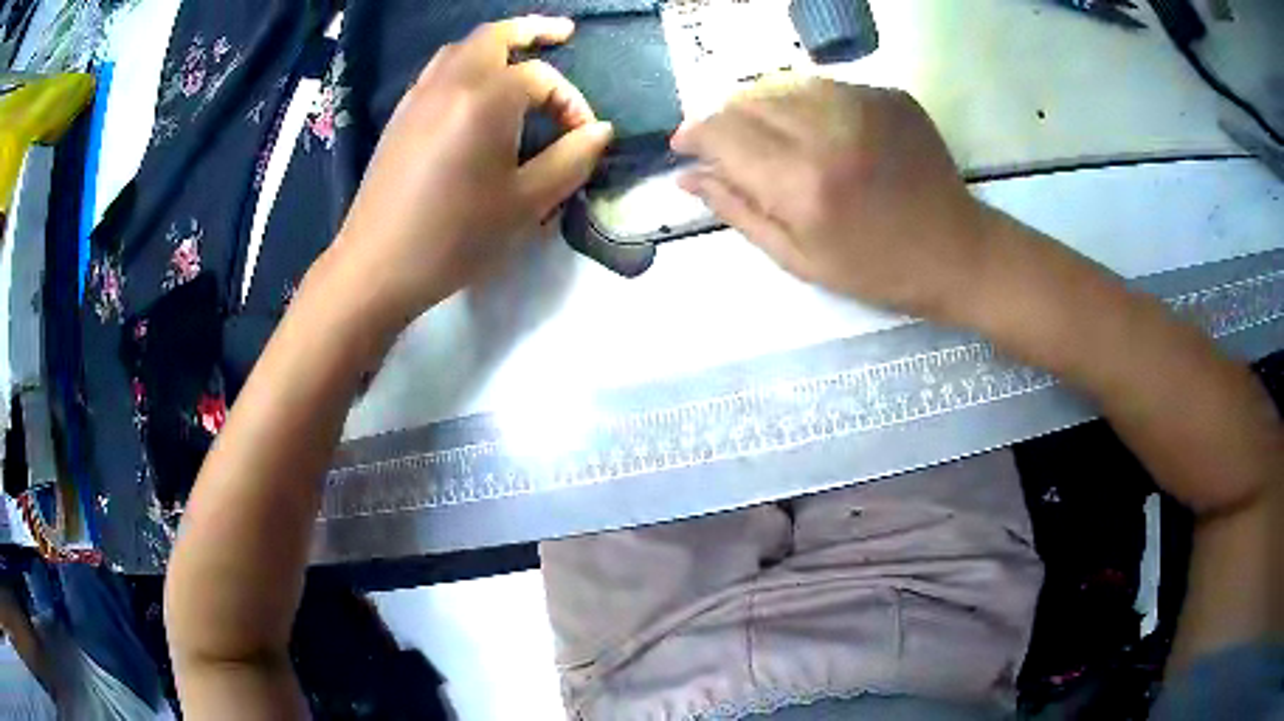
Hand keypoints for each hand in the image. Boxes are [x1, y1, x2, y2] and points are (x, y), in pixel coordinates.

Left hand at [327, 16, 613, 327]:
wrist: (376, 266)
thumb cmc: (455, 236)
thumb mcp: (526, 203)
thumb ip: (571, 160)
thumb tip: (600, 131)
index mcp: (486, 98)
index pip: (543, 79)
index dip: (572, 102)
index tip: (583, 138)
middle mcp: (451, 82)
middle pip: (495, 36)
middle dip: (533, 31)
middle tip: (564, 35)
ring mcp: (419, 96)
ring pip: (462, 48)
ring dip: (497, 44)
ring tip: (521, 55)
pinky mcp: (401, 116)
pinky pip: (439, 70)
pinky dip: (467, 63)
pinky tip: (476, 91)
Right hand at [672, 79, 990, 318]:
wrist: (957, 252)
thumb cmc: (876, 270)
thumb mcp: (798, 258)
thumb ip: (737, 210)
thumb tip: (687, 176)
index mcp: (802, 182)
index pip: (722, 132)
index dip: (694, 134)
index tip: (684, 146)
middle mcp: (828, 129)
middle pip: (748, 100)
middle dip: (726, 120)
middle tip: (730, 148)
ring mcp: (863, 104)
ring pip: (783, 84)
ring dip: (764, 108)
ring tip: (774, 139)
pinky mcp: (888, 94)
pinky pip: (825, 86)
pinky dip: (806, 103)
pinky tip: (819, 131)